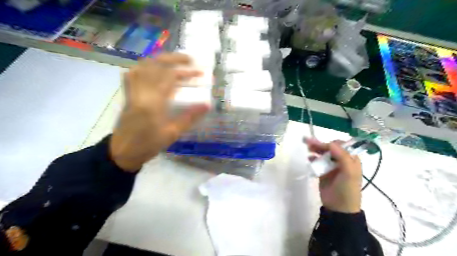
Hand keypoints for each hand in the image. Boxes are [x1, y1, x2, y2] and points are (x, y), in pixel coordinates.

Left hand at [109, 52, 208, 171]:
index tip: (200, 73)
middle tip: (189, 59)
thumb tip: (207, 105)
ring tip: (173, 61)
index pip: (170, 77)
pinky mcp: (128, 94)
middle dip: (174, 59)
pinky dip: (144, 66)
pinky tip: (153, 69)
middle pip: (156, 65)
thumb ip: (190, 118)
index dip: (186, 72)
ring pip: (143, 66)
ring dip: (159, 60)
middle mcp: (141, 92)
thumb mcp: (172, 133)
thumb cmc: (149, 145)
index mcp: (153, 103)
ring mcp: (132, 91)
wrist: (123, 152)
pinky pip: (133, 73)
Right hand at [305, 139, 362, 212]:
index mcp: (351, 159)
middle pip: (330, 148)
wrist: (338, 207)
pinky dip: (313, 158)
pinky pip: (317, 162)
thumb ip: (341, 156)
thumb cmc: (347, 189)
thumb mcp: (349, 172)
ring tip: (307, 146)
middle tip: (308, 141)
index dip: (331, 143)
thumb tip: (330, 143)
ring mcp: (331, 166)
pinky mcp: (323, 172)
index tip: (322, 145)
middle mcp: (341, 161)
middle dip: (320, 144)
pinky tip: (309, 158)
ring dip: (315, 149)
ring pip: (322, 154)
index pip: (341, 145)